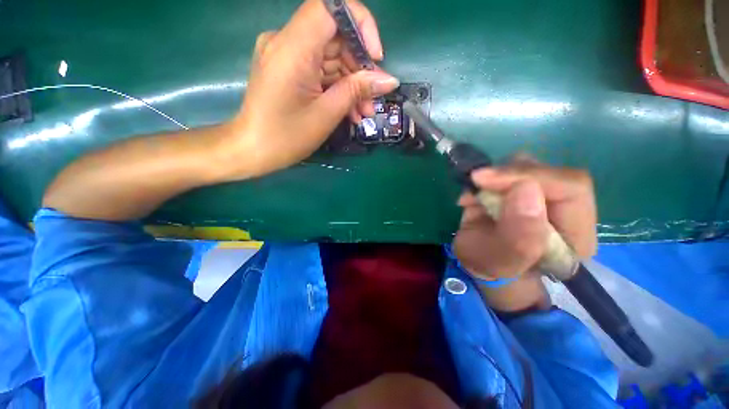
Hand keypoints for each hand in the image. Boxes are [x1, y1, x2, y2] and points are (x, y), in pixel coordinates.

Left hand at [229, 0, 398, 178]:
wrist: (253, 150)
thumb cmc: (286, 137)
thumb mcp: (326, 115)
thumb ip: (357, 91)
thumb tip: (389, 80)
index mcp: (293, 48)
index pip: (331, 8)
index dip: (360, 25)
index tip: (374, 57)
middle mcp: (287, 42)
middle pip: (335, 37)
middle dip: (360, 68)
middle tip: (374, 99)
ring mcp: (287, 56)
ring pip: (331, 58)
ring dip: (352, 84)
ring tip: (364, 112)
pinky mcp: (289, 69)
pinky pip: (321, 70)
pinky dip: (338, 88)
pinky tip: (351, 111)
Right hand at [453, 158, 596, 280]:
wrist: (478, 260)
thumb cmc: (490, 266)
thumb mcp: (500, 262)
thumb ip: (518, 237)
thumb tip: (526, 189)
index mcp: (575, 234)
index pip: (572, 188)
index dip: (531, 177)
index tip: (487, 180)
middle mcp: (564, 209)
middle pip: (548, 172)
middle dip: (508, 175)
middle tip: (477, 183)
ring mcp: (540, 194)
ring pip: (526, 165)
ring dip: (493, 178)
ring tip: (473, 199)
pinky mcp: (519, 187)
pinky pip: (504, 169)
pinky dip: (483, 180)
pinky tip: (471, 198)